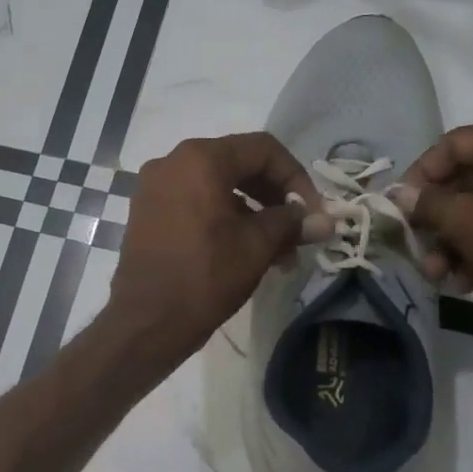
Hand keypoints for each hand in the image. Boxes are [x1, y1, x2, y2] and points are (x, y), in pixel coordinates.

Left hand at [108, 133, 326, 363]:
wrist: (146, 321)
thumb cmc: (205, 276)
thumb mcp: (258, 246)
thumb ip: (292, 223)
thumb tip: (325, 220)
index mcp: (200, 159)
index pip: (263, 150)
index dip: (296, 177)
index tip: (313, 212)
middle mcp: (172, 163)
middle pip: (238, 165)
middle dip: (274, 198)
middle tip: (298, 232)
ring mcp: (154, 189)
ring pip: (217, 188)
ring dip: (252, 214)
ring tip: (279, 254)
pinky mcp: (147, 214)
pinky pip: (194, 204)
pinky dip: (223, 220)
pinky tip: (246, 252)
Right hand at [394, 116, 472, 336]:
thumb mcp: (466, 221)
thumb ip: (427, 204)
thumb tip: (399, 195)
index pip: (451, 145)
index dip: (418, 177)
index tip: (398, 209)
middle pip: (466, 181)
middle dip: (436, 222)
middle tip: (417, 251)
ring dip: (455, 243)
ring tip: (440, 276)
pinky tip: (466, 281)